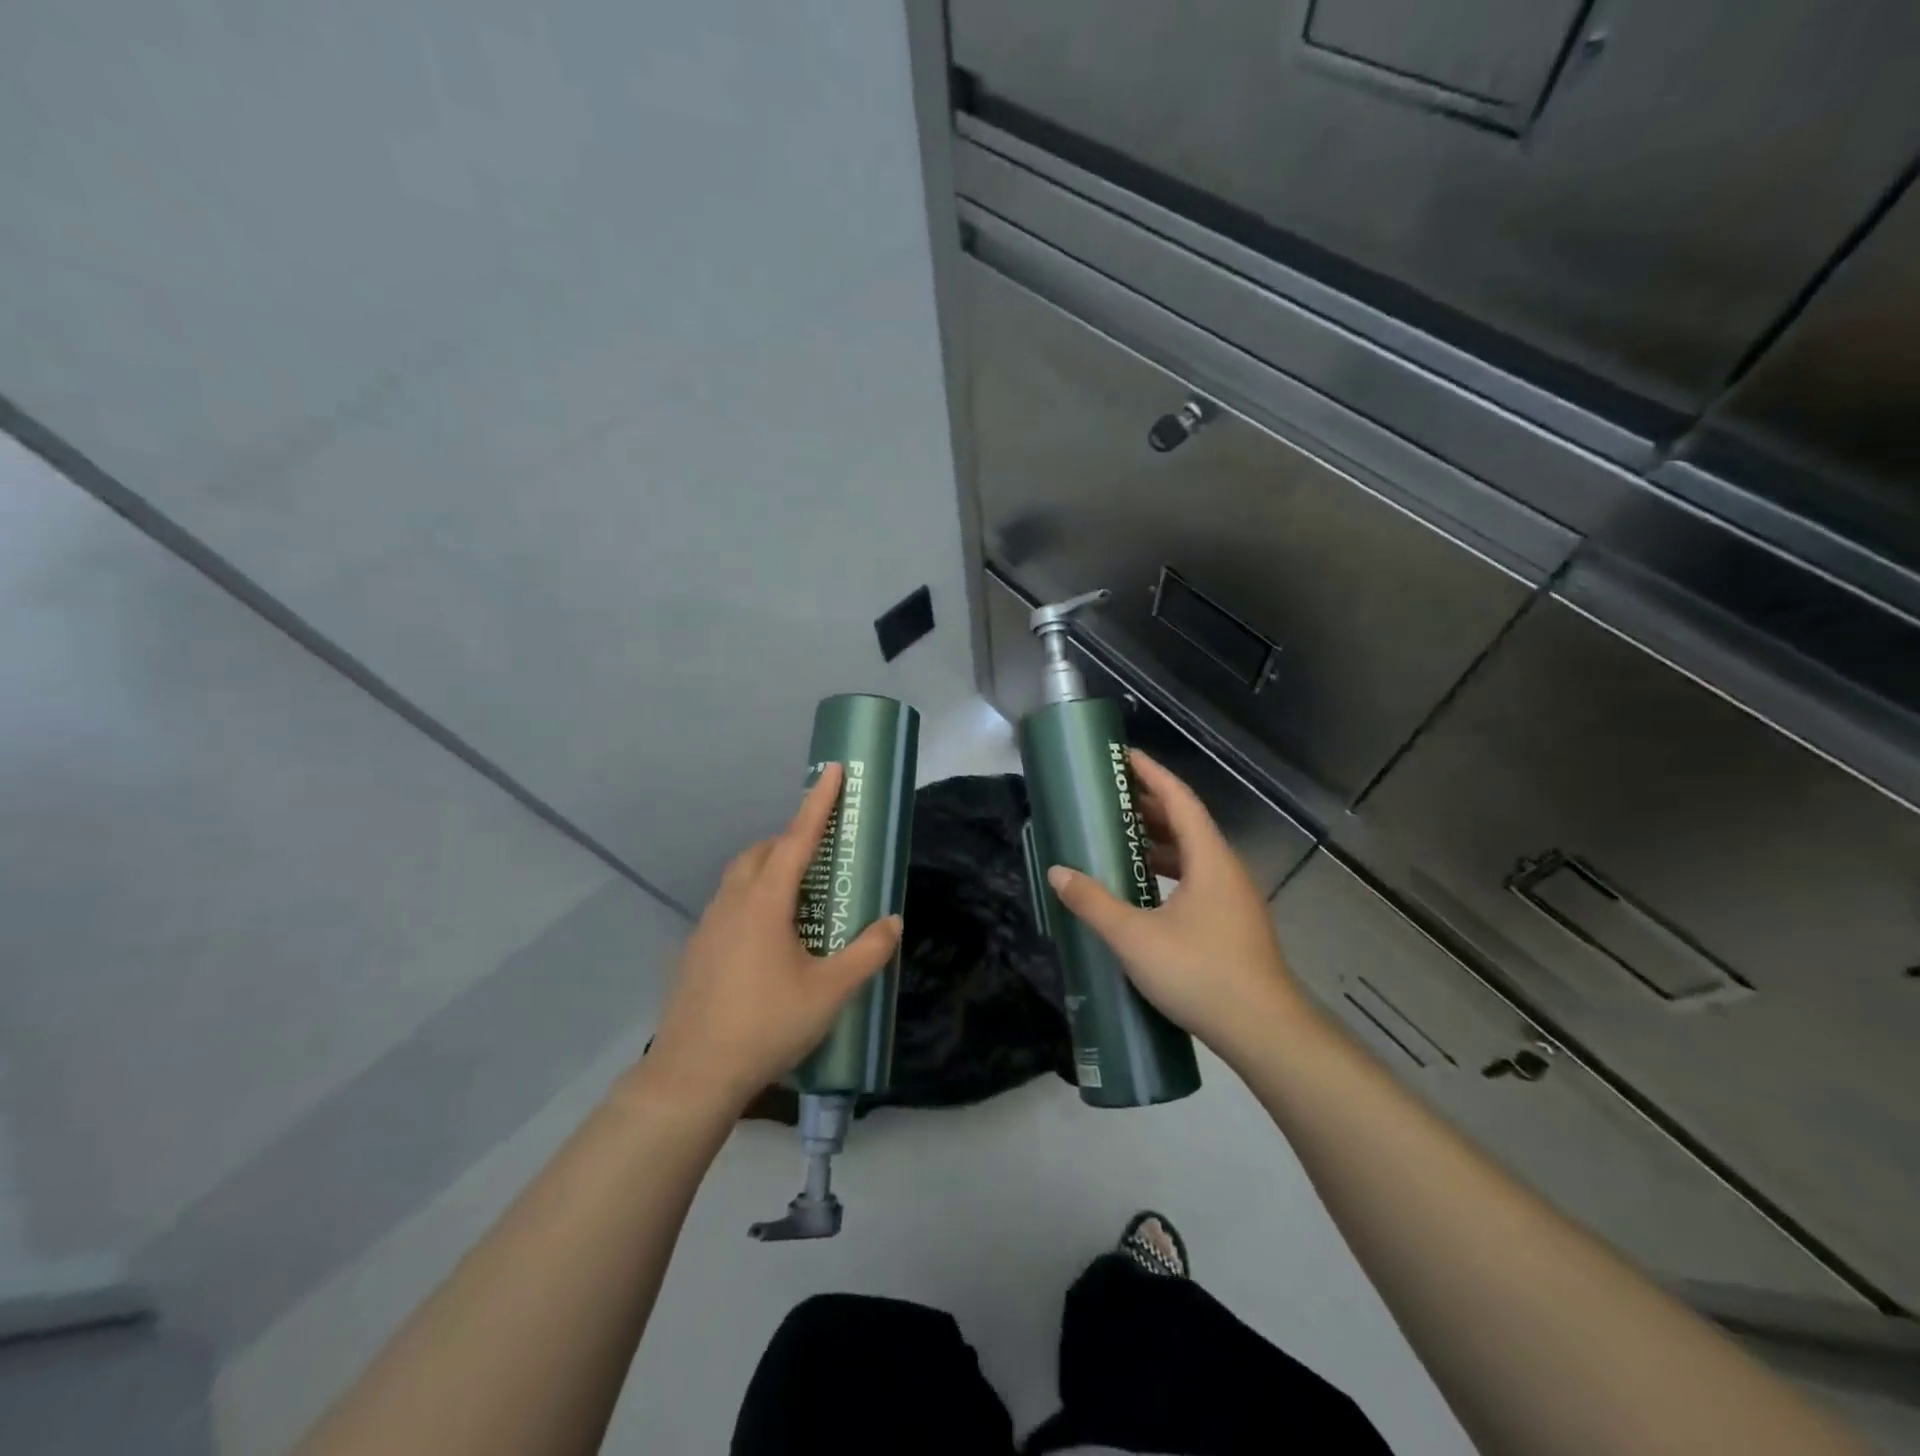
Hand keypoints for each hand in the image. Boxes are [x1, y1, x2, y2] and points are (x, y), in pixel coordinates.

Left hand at [642, 763, 901, 1110]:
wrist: (693, 1074)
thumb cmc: (766, 1025)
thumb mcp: (829, 992)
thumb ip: (866, 953)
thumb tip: (892, 921)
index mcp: (766, 902)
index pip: (798, 839)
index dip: (818, 803)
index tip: (830, 770)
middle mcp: (733, 902)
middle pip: (762, 852)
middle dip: (791, 839)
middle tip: (820, 853)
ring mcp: (708, 925)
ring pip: (739, 877)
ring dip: (768, 868)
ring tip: (797, 894)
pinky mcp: (695, 950)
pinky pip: (728, 904)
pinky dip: (751, 898)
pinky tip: (766, 938)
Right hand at [1046, 750, 1309, 1062]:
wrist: (1264, 1031)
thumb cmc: (1200, 973)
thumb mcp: (1135, 937)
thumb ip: (1094, 902)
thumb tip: (1058, 873)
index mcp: (1209, 860)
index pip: (1180, 800)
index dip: (1152, 774)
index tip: (1125, 756)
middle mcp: (1226, 870)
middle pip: (1188, 823)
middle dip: (1150, 806)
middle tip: (1111, 796)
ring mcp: (1234, 899)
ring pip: (1194, 854)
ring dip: (1159, 841)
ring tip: (1120, 839)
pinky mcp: (1233, 924)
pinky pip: (1197, 879)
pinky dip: (1169, 870)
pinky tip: (1144, 889)